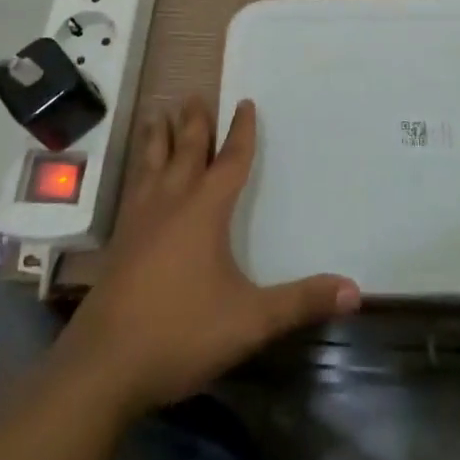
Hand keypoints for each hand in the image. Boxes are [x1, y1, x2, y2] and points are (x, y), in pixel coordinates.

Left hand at [55, 96, 359, 414]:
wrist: (103, 365)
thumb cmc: (181, 333)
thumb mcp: (251, 320)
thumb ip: (301, 301)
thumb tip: (355, 290)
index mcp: (204, 211)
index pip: (229, 161)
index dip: (241, 131)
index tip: (245, 102)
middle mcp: (170, 204)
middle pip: (184, 152)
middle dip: (193, 123)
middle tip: (194, 95)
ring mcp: (139, 221)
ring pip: (150, 165)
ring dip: (157, 138)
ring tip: (157, 115)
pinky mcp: (119, 243)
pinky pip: (133, 189)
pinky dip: (138, 169)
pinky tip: (137, 179)